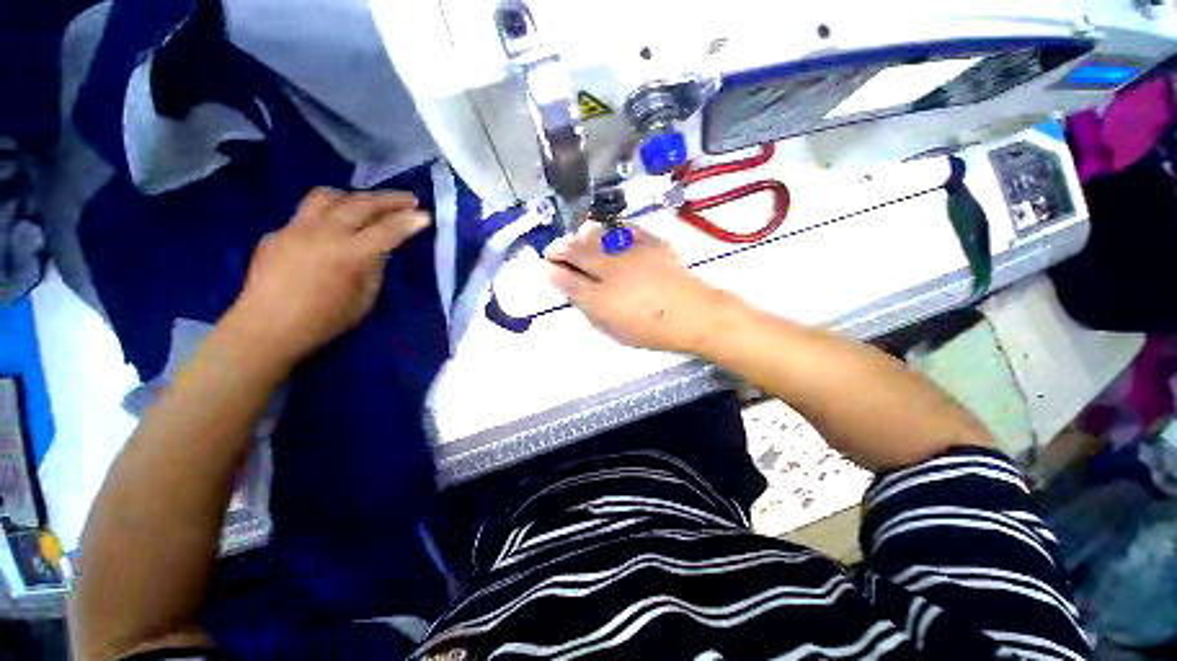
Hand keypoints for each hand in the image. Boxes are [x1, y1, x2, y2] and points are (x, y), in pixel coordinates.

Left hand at [224, 188, 430, 365]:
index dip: (411, 221)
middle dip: (390, 199)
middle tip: (409, 199)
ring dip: (355, 196)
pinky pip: (307, 212)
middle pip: (362, 203)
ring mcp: (297, 227)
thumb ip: (375, 268)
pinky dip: (328, 212)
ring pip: (329, 196)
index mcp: (351, 253)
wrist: (267, 327)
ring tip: (369, 203)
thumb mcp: (365, 298)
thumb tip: (378, 250)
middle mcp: (325, 232)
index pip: (389, 229)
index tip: (426, 215)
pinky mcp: (279, 231)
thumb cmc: (325, 321)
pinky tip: (334, 225)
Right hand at [546, 223, 723, 353]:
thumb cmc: (651, 330)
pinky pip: (622, 228)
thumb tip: (572, 290)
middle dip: (559, 248)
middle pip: (576, 251)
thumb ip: (589, 308)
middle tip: (553, 250)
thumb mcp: (613, 329)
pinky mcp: (649, 241)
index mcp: (601, 298)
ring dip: (579, 236)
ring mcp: (631, 252)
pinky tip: (604, 232)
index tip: (547, 267)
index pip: (567, 279)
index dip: (553, 271)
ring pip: (595, 235)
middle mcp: (611, 270)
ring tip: (574, 239)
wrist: (692, 314)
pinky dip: (608, 229)